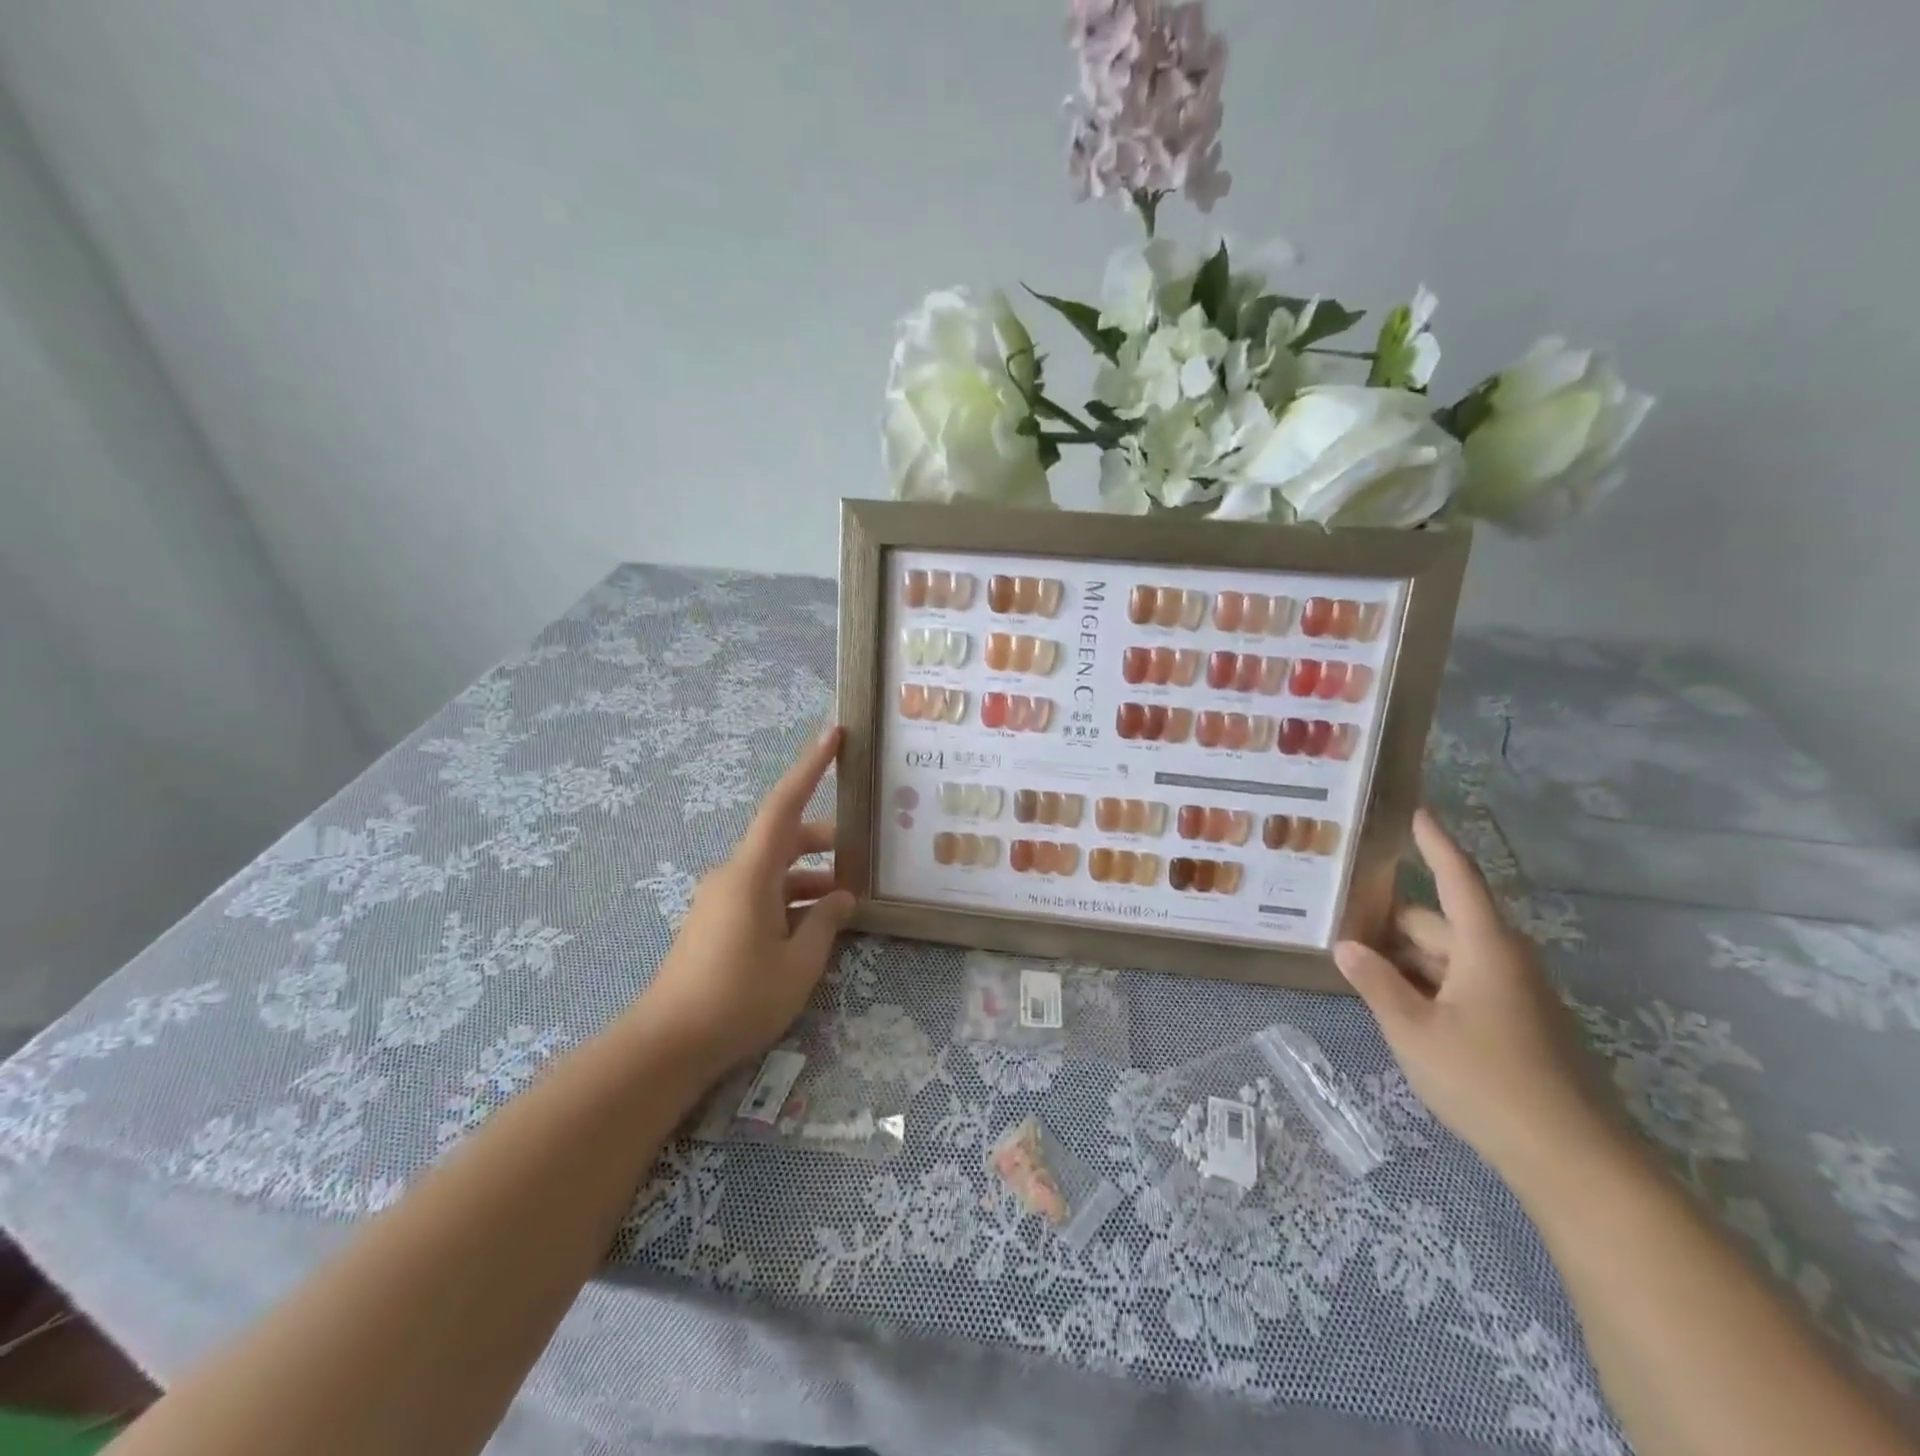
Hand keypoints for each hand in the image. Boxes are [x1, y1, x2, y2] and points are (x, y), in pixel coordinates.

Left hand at [633, 728, 856, 1076]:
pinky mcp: (716, 921)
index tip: (833, 733)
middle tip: (863, 854)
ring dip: (810, 878)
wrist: (667, 1044)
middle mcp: (733, 875)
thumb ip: (825, 923)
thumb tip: (841, 896)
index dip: (810, 766)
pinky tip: (816, 927)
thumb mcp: (798, 964)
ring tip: (847, 902)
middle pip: (784, 839)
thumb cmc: (738, 998)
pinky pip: (762, 893)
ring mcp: (721, 898)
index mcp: (751, 873)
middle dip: (824, 842)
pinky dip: (791, 899)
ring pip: (775, 870)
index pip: (784, 805)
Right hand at [1335, 808, 1615, 1180]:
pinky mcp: (1519, 1025)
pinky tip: (1396, 1006)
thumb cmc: (1486, 1081)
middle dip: (1390, 924)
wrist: (1573, 1161)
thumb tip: (1345, 946)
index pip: (1456, 879)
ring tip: (1358, 969)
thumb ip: (1375, 982)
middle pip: (1439, 922)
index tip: (1416, 811)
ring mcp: (1515, 995)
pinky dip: (1426, 984)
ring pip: (1448, 957)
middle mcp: (1504, 961)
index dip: (1434, 843)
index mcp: (1485, 948)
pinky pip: (1462, 984)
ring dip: (1405, 959)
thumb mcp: (1413, 1030)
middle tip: (1339, 927)